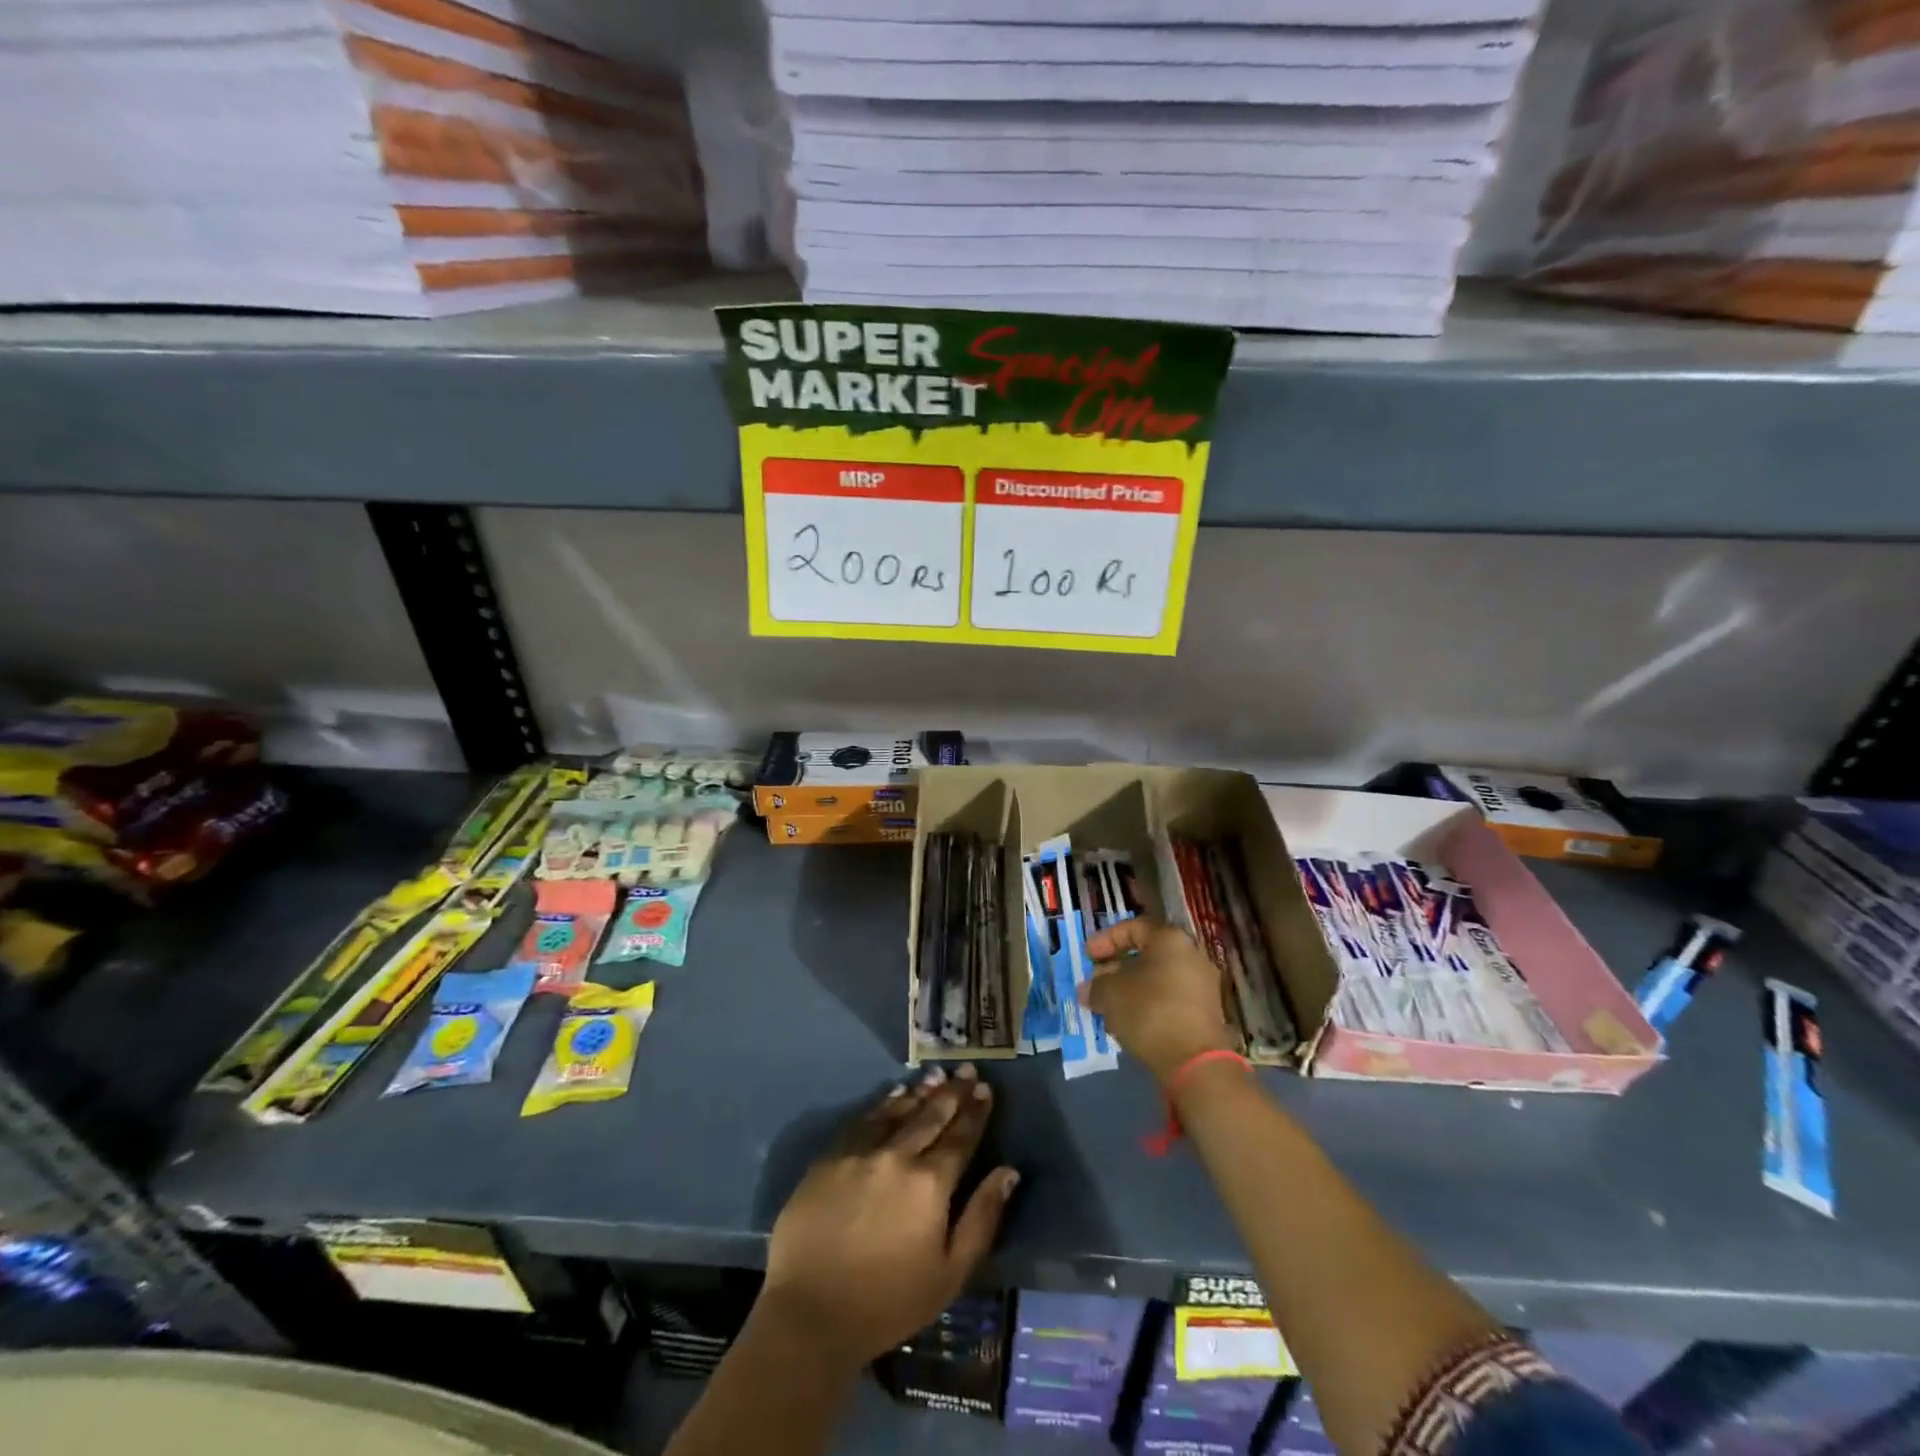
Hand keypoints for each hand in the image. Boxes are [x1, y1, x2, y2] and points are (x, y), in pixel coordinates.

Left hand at [762, 1065, 1019, 1368]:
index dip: (975, 1112)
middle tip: (967, 1069)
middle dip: (953, 1092)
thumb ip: (982, 1218)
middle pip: (931, 1116)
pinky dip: (883, 1104)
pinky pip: (863, 1119)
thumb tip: (1008, 1172)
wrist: (810, 1313)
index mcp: (930, 1183)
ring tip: (936, 1074)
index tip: (986, 1089)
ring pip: (898, 1111)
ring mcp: (860, 1152)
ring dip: (920, 1091)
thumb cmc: (888, 1302)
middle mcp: (897, 1155)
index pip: (960, 1137)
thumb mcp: (950, 1274)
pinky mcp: (830, 1157)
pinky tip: (893, 1095)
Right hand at [1080, 918, 1238, 1083]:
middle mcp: (1192, 955)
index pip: (1133, 928)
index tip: (1087, 957)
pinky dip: (1149, 1004)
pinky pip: (1171, 998)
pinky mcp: (1206, 1013)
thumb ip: (1096, 986)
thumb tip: (1088, 989)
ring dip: (1132, 988)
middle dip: (1117, 967)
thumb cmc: (1149, 1012)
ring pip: (1158, 978)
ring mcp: (1203, 985)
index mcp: (1170, 939)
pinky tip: (1130, 1021)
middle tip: (1096, 982)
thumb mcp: (1111, 994)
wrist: (1195, 1062)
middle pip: (1147, 954)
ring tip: (1109, 1005)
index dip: (1105, 940)